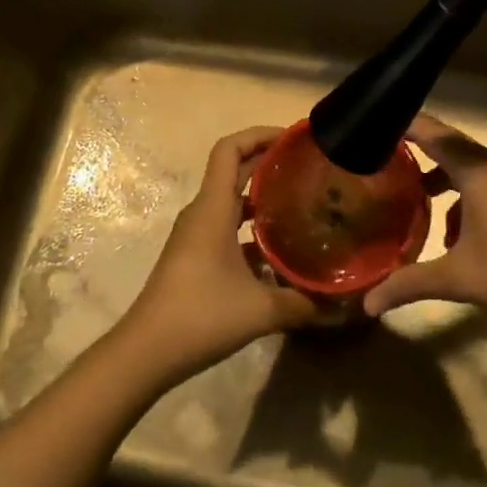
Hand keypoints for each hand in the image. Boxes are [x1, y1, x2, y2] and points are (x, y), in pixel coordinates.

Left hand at [116, 126, 316, 384]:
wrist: (146, 352)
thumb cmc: (201, 315)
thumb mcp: (261, 310)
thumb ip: (303, 303)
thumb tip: (340, 304)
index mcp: (213, 208)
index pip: (230, 149)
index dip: (259, 134)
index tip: (293, 138)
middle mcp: (202, 212)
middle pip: (233, 170)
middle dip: (268, 163)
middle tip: (308, 167)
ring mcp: (195, 235)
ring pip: (230, 201)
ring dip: (261, 196)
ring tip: (300, 203)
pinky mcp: (193, 256)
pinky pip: (225, 226)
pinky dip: (251, 228)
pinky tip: (278, 250)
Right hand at [362, 113, 486, 335]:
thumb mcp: (456, 278)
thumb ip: (408, 283)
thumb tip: (367, 304)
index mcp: (476, 170)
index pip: (432, 133)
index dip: (403, 126)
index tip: (371, 124)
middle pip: (448, 146)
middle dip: (417, 150)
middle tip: (381, 157)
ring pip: (465, 167)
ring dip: (439, 177)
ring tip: (410, 197)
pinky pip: (481, 183)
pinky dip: (460, 195)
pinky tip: (450, 232)